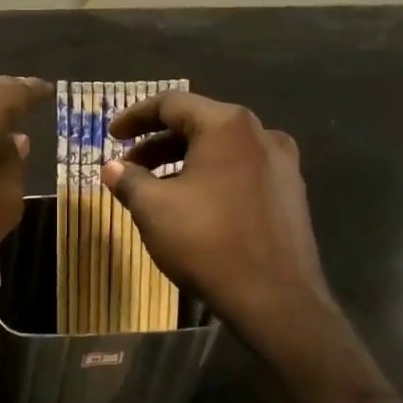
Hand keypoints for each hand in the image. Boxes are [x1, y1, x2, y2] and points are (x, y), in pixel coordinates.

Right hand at [103, 90, 336, 346]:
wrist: (276, 299)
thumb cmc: (208, 243)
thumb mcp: (154, 209)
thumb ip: (129, 180)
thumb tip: (112, 168)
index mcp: (226, 125)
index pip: (171, 103)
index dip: (134, 116)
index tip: (111, 135)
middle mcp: (260, 133)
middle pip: (198, 124)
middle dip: (158, 143)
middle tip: (129, 166)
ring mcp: (282, 164)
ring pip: (221, 149)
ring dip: (183, 162)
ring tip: (155, 188)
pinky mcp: (291, 193)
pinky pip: (241, 171)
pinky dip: (211, 177)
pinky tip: (193, 205)